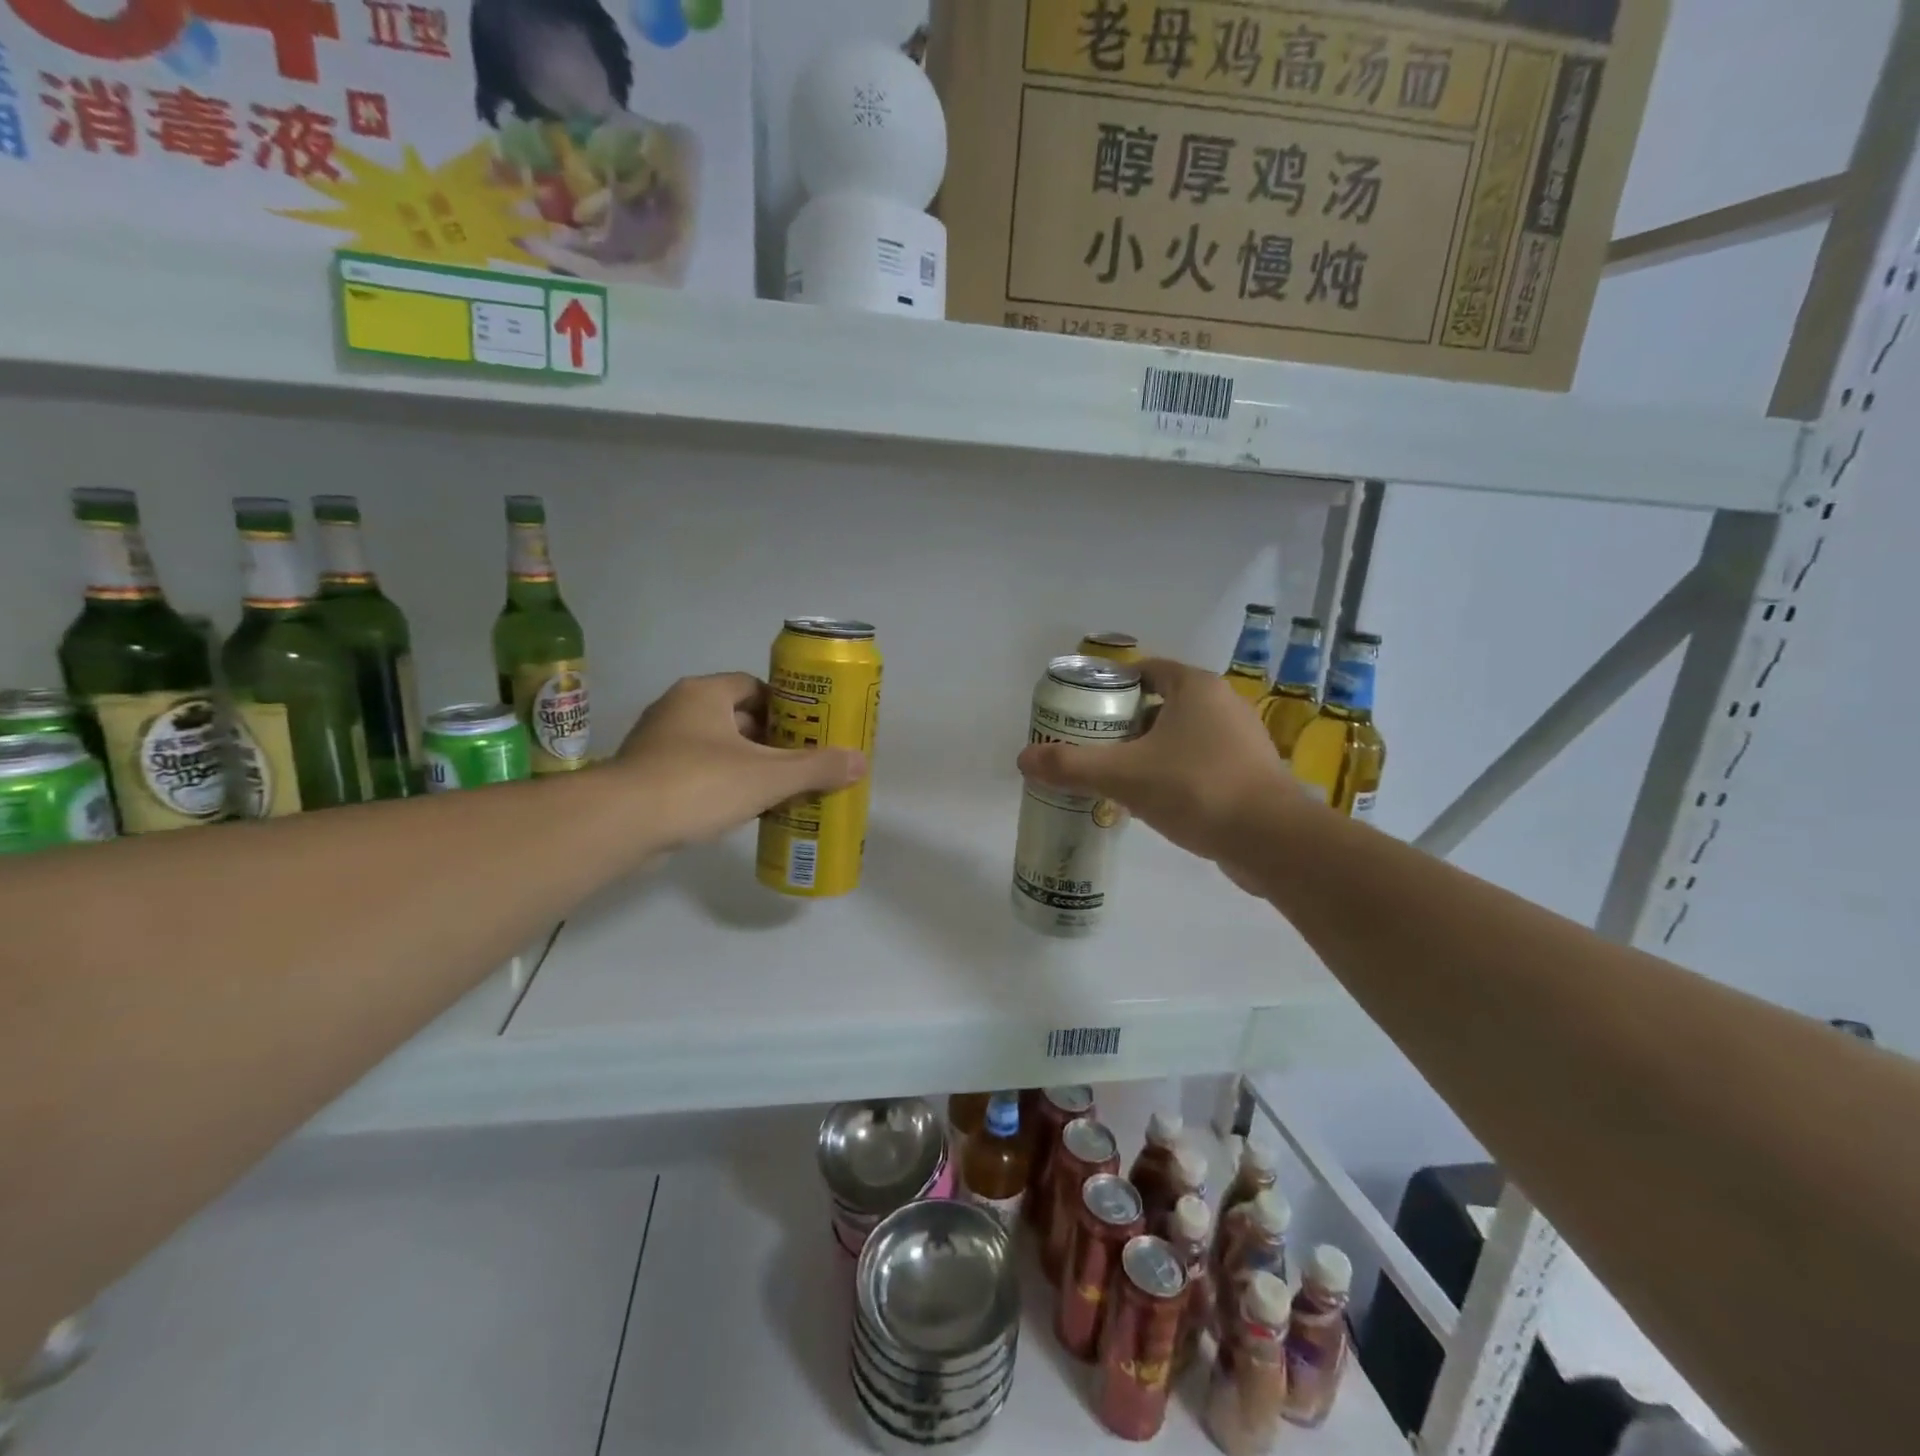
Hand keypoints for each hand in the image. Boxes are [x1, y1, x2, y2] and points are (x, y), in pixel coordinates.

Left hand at [611, 673, 866, 849]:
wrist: (620, 824)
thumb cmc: (699, 784)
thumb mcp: (768, 776)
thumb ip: (816, 768)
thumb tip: (861, 762)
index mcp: (704, 694)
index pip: (754, 686)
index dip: (786, 707)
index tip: (808, 731)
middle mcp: (678, 710)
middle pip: (737, 718)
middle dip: (771, 740)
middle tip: (802, 763)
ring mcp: (657, 744)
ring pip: (717, 748)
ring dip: (747, 765)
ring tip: (781, 788)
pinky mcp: (647, 777)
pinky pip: (696, 773)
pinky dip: (722, 785)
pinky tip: (744, 809)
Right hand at [1015, 658, 1303, 881]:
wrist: (1271, 840)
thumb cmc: (1196, 788)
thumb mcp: (1124, 775)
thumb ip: (1071, 766)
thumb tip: (1023, 759)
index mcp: (1195, 687)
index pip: (1147, 670)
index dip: (1112, 686)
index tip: (1085, 710)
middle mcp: (1223, 704)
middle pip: (1161, 704)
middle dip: (1125, 723)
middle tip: (1092, 746)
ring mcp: (1241, 740)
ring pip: (1181, 736)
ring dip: (1149, 751)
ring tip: (1116, 775)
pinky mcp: (1250, 774)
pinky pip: (1200, 763)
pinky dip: (1174, 773)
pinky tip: (1153, 800)